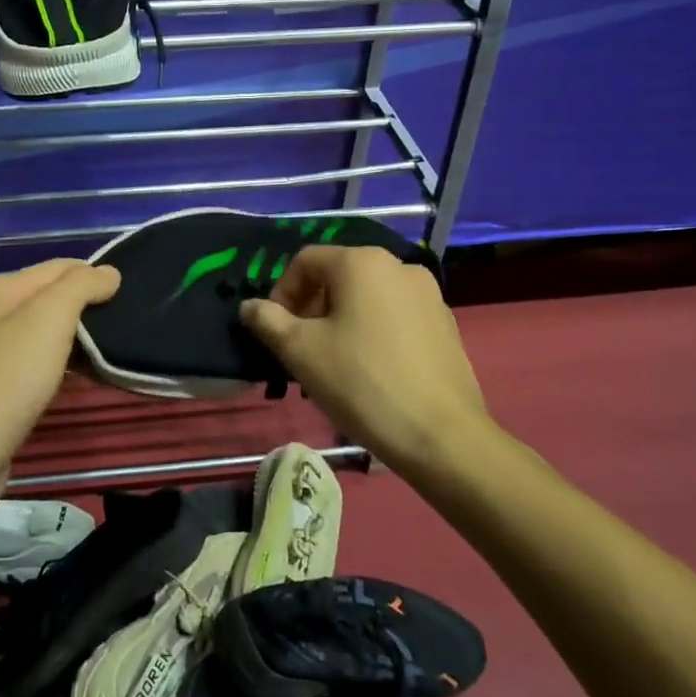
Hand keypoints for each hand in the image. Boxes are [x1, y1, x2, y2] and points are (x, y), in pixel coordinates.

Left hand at [0, 259, 119, 512]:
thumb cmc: (8, 378)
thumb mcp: (49, 319)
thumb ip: (81, 286)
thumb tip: (109, 272)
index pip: (58, 267)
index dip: (94, 277)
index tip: (128, 298)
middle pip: (48, 298)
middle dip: (85, 307)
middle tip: (121, 327)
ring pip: (41, 332)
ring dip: (73, 338)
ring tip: (106, 354)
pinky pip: (32, 362)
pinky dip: (56, 364)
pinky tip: (73, 379)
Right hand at [240, 245, 489, 473]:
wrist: (440, 434)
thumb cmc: (361, 383)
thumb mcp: (301, 351)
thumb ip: (268, 321)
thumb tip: (249, 306)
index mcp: (363, 262)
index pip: (306, 261)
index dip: (281, 292)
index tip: (275, 332)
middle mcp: (400, 266)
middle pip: (339, 277)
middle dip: (311, 309)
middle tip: (300, 351)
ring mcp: (429, 295)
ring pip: (367, 299)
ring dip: (340, 322)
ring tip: (332, 365)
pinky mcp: (446, 324)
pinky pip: (395, 317)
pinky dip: (372, 333)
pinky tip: (369, 372)